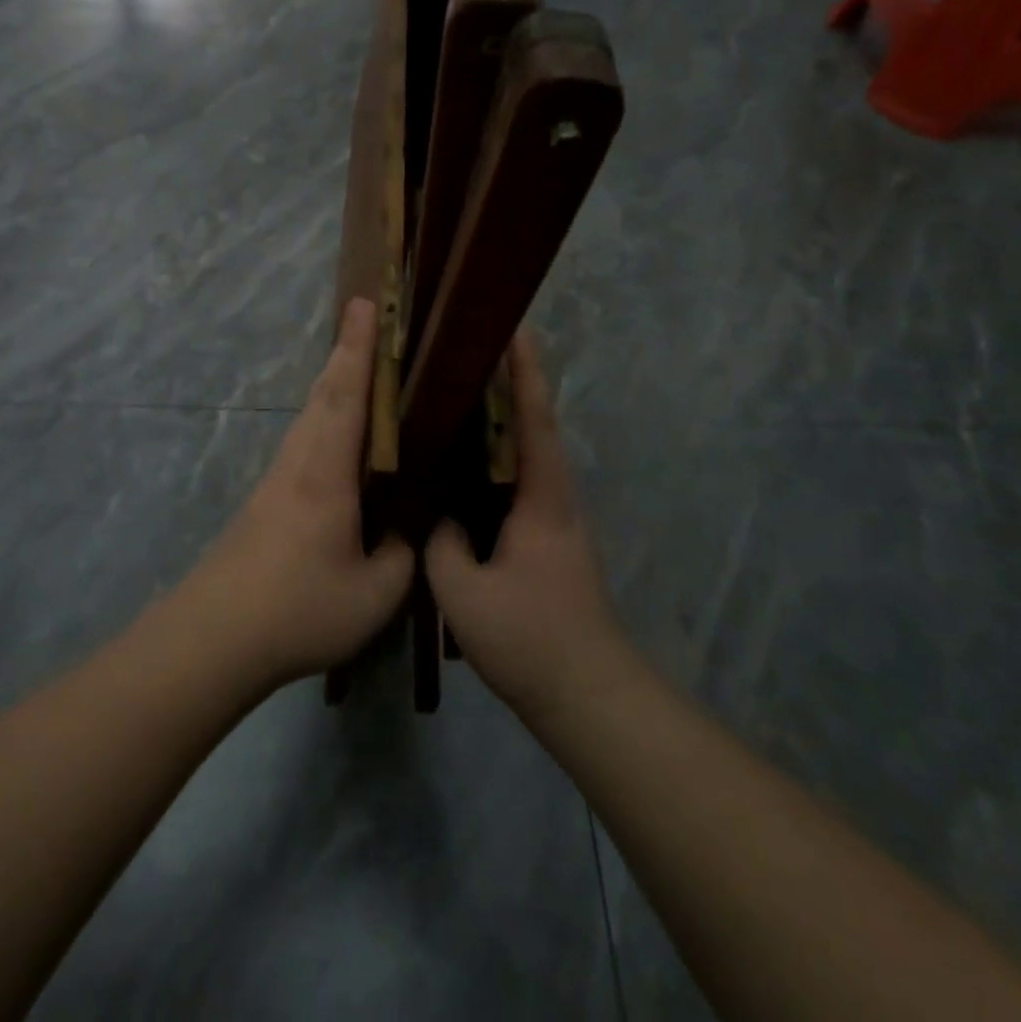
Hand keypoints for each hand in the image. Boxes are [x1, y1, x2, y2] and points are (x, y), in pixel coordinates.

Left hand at [181, 298, 414, 689]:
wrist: (214, 636)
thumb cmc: (298, 608)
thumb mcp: (374, 593)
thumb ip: (400, 555)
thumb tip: (401, 531)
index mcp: (326, 471)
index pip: (346, 394)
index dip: (358, 347)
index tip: (363, 303)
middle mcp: (299, 462)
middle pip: (324, 393)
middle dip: (347, 353)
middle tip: (366, 320)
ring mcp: (277, 480)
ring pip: (310, 416)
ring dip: (334, 384)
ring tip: (361, 371)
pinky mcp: (266, 501)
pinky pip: (304, 442)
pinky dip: (325, 419)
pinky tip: (339, 440)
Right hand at [425, 329, 625, 718]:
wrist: (585, 693)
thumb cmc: (530, 636)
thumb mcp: (465, 590)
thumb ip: (441, 543)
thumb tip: (435, 517)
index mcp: (541, 497)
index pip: (532, 418)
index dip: (523, 371)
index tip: (512, 328)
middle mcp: (554, 497)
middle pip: (533, 425)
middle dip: (511, 383)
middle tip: (472, 351)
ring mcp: (553, 520)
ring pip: (525, 454)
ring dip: (502, 420)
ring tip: (460, 396)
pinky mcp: (546, 541)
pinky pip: (517, 483)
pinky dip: (495, 460)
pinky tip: (463, 467)